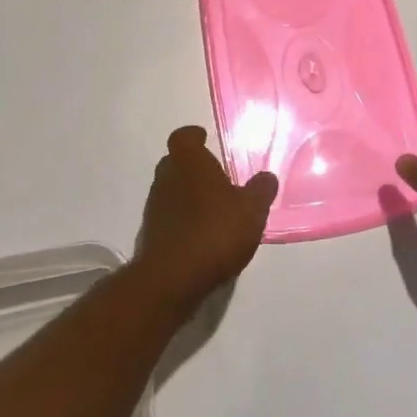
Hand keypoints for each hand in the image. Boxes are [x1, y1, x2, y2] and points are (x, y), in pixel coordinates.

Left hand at [132, 126, 277, 314]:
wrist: (171, 279)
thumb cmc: (214, 231)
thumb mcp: (251, 210)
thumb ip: (261, 190)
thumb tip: (266, 176)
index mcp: (188, 161)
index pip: (184, 136)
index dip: (194, 136)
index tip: (205, 139)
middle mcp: (166, 177)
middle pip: (176, 162)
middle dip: (193, 167)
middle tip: (216, 178)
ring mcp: (154, 206)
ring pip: (171, 190)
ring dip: (188, 195)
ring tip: (213, 210)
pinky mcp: (150, 235)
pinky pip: (169, 217)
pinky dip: (182, 220)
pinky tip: (201, 236)